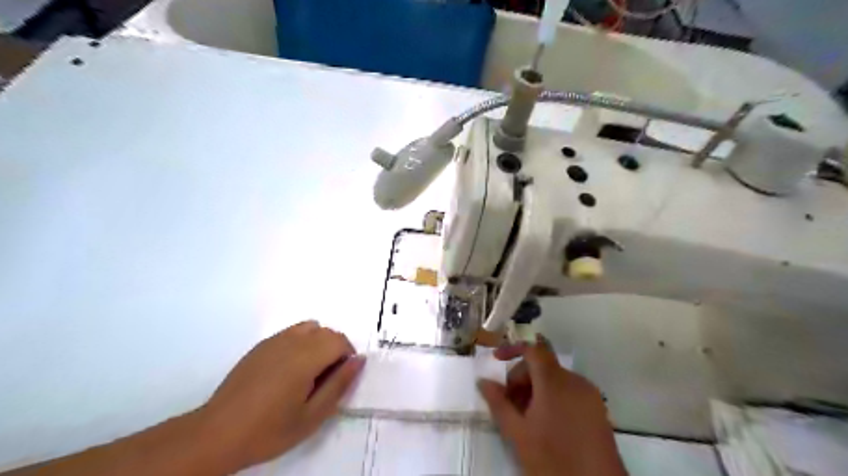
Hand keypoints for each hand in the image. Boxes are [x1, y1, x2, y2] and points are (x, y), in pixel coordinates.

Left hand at [202, 322, 368, 469]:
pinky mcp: (261, 345)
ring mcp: (274, 340)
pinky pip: (291, 333)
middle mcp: (291, 341)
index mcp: (306, 357)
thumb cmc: (269, 429)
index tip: (340, 379)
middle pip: (326, 331)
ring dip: (318, 343)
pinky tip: (288, 371)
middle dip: (335, 349)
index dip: (347, 356)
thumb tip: (359, 360)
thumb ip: (339, 384)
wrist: (217, 434)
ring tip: (309, 372)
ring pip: (310, 328)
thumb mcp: (312, 415)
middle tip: (326, 380)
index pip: (340, 340)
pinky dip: (301, 343)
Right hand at [481, 338, 624, 475]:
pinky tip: (545, 422)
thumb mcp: (518, 433)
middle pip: (542, 365)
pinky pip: (569, 391)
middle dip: (521, 378)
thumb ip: (498, 403)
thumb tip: (483, 381)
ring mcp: (589, 394)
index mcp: (555, 381)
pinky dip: (552, 397)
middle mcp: (575, 380)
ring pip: (555, 379)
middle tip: (508, 403)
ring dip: (535, 389)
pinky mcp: (598, 409)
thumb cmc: (553, 459)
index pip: (533, 349)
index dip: (512, 349)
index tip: (495, 360)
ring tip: (525, 417)